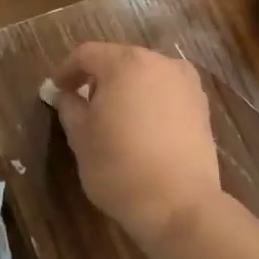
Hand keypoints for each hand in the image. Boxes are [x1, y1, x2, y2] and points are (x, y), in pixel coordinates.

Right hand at [50, 42, 221, 246]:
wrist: (179, 205)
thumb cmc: (119, 166)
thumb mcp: (80, 137)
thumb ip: (70, 107)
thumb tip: (68, 96)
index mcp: (125, 63)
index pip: (86, 54)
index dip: (66, 70)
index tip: (56, 90)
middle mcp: (160, 63)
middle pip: (119, 60)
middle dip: (98, 78)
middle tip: (81, 102)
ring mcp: (186, 84)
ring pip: (146, 75)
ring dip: (126, 88)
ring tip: (112, 116)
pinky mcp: (202, 108)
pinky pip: (166, 93)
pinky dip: (149, 101)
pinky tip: (141, 127)